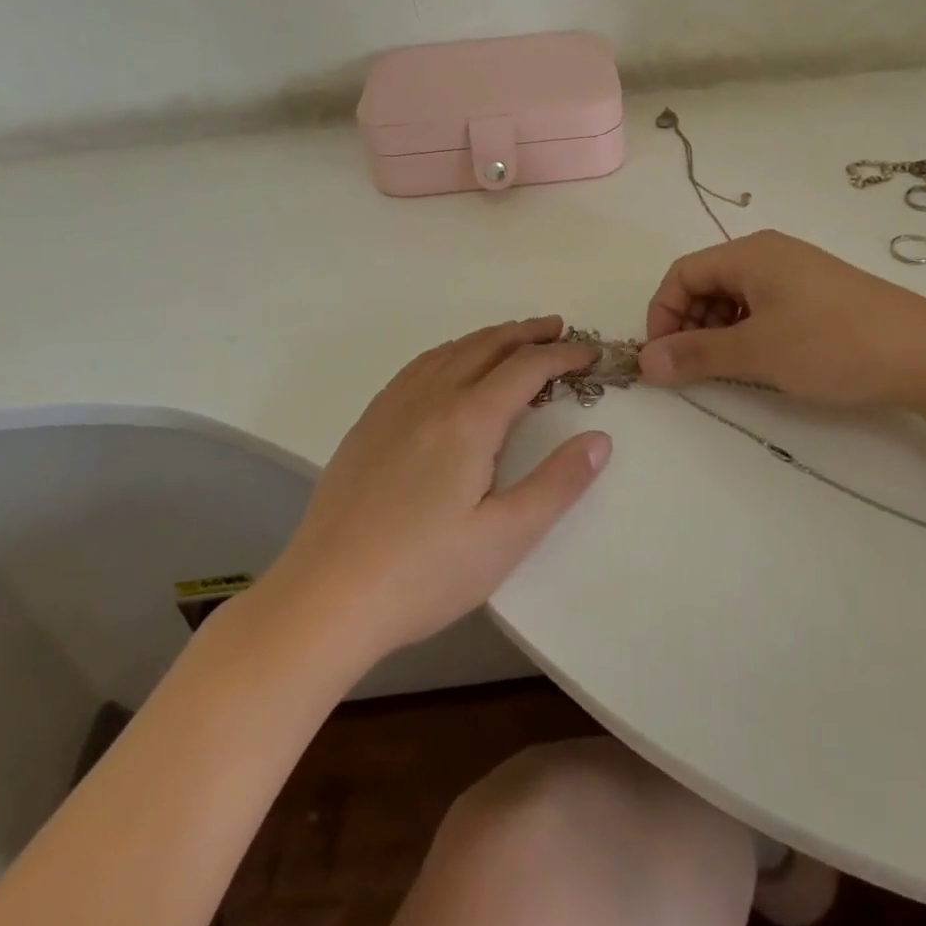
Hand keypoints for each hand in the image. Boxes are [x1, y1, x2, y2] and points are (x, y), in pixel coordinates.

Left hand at [262, 317, 609, 664]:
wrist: (324, 597)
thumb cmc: (424, 574)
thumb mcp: (505, 538)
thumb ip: (558, 484)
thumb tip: (600, 439)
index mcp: (468, 420)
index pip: (526, 368)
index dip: (563, 355)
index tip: (590, 353)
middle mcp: (431, 398)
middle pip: (487, 346)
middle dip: (527, 333)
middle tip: (558, 329)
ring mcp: (393, 407)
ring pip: (450, 351)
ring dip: (489, 337)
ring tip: (513, 339)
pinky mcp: (369, 423)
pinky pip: (418, 366)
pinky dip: (450, 352)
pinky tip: (450, 365)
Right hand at [638, 230, 925, 409]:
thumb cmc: (833, 344)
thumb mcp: (757, 351)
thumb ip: (696, 355)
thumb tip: (644, 363)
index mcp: (750, 253)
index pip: (682, 273)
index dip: (663, 314)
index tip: (662, 359)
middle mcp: (770, 253)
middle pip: (707, 282)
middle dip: (689, 324)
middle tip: (694, 369)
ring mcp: (797, 274)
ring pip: (735, 298)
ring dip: (718, 332)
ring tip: (728, 370)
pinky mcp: (818, 296)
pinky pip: (765, 307)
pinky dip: (748, 333)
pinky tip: (761, 362)